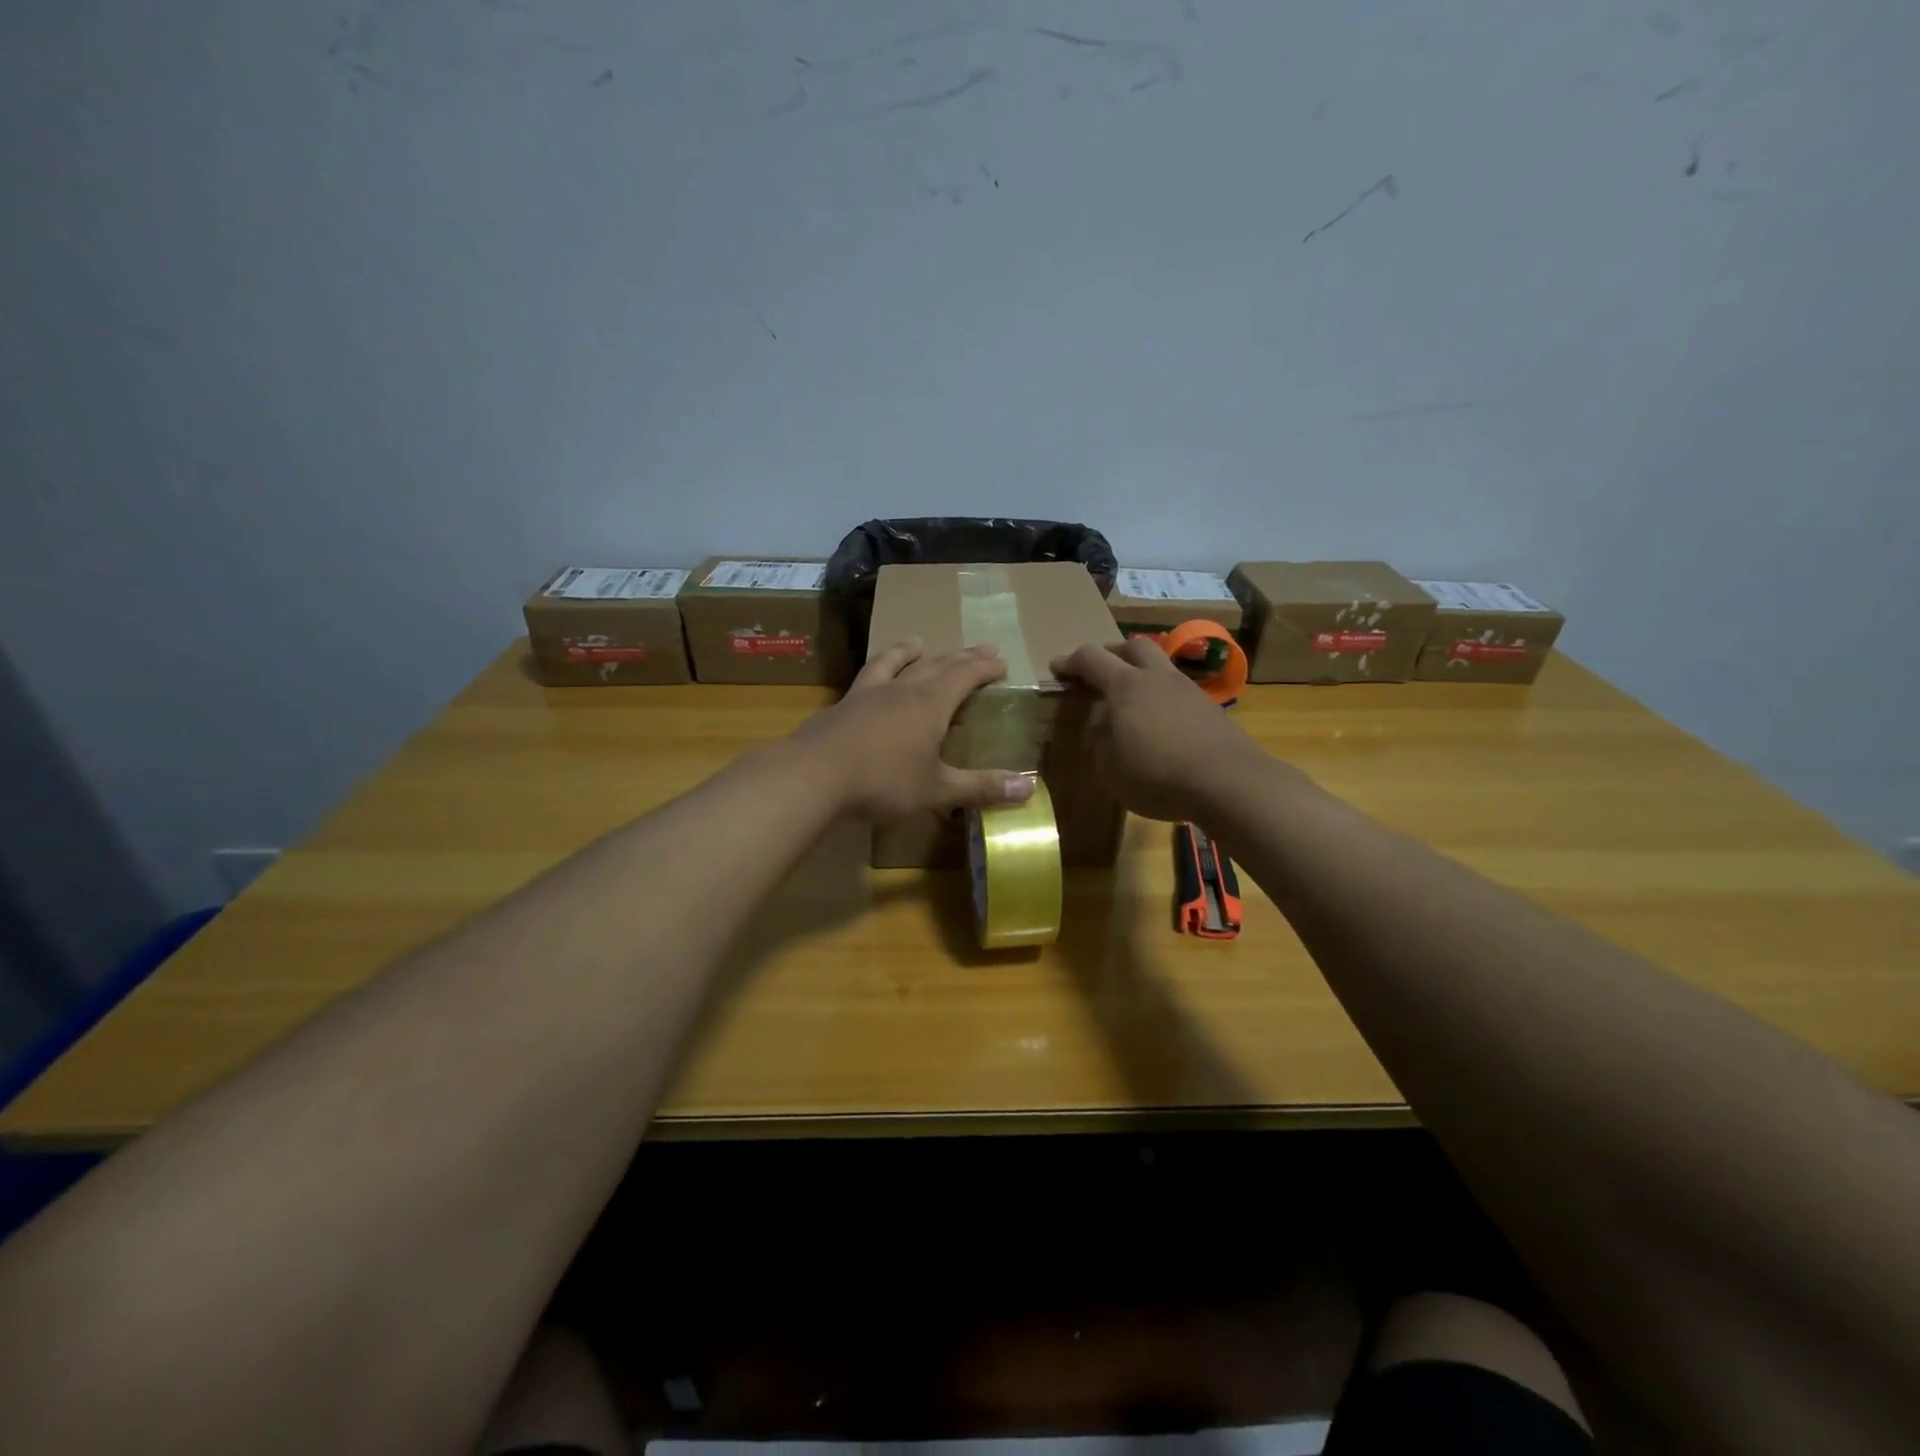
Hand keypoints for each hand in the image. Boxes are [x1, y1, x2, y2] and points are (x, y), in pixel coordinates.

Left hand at [795, 640, 1036, 820]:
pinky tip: (872, 678)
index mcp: (930, 704)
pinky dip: (878, 669)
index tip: (1001, 661)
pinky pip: (867, 677)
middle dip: (962, 657)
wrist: (813, 775)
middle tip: (980, 649)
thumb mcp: (937, 789)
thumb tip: (1029, 787)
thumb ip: (981, 787)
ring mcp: (868, 694)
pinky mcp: (843, 705)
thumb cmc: (883, 782)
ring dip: (911, 652)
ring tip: (920, 643)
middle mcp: (902, 689)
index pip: (965, 675)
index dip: (985, 667)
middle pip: (937, 664)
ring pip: (896, 662)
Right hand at [1052, 637, 1267, 821]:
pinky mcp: (1210, 709)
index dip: (1070, 661)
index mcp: (1126, 686)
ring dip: (1142, 674)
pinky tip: (1161, 722)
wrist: (1228, 782)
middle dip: (1112, 654)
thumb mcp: (1110, 768)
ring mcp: (1188, 690)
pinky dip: (1162, 697)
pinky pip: (1178, 691)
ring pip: (1161, 666)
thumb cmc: (1158, 775)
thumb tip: (1101, 723)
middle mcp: (1157, 678)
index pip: (1092, 658)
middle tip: (1099, 673)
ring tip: (1132, 700)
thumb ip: (1099, 740)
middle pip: (1133, 647)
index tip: (1058, 668)